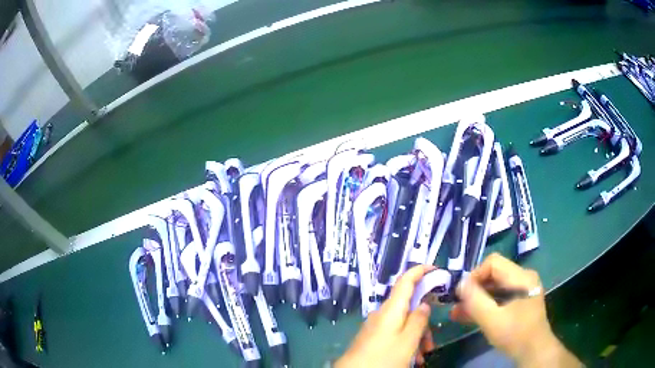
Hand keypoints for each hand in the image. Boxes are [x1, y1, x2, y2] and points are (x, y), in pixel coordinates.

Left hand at [335, 265, 435, 367]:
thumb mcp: (408, 341)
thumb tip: (423, 303)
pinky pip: (395, 335)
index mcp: (391, 309)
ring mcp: (376, 327)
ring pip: (404, 325)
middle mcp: (382, 314)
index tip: (436, 268)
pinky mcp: (373, 338)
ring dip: (417, 338)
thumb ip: (419, 320)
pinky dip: (406, 344)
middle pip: (409, 308)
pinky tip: (410, 359)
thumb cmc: (383, 358)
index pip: (405, 281)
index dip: (420, 270)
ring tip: (421, 358)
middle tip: (431, 344)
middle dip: (424, 323)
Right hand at [450, 253, 579, 367]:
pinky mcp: (519, 301)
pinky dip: (485, 305)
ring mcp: (522, 290)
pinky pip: (499, 297)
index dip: (475, 275)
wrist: (533, 351)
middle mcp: (523, 278)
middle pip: (494, 274)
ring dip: (477, 299)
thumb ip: (475, 300)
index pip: (493, 263)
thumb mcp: (492, 319)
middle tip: (456, 304)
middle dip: (473, 289)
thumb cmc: (515, 334)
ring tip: (457, 312)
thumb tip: (460, 283)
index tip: (461, 294)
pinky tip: (469, 316)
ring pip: (494, 287)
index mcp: (521, 277)